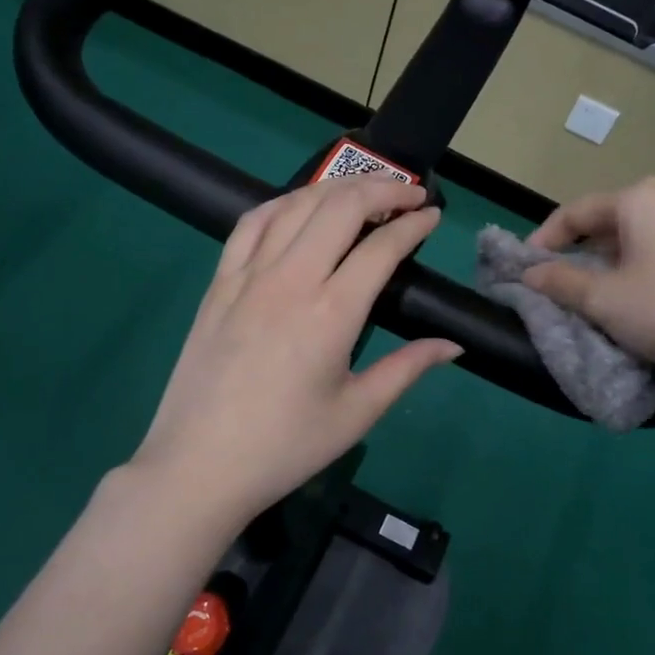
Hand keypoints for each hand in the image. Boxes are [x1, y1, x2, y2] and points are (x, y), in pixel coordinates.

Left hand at [131, 178, 460, 524]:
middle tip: (409, 195)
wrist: (200, 466)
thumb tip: (454, 346)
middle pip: (341, 207)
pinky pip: (251, 224)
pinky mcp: (219, 283)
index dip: (414, 224)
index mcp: (331, 313)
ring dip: (336, 188)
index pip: (381, 247)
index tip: (433, 216)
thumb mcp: (357, 412)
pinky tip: (300, 207)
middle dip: (383, 189)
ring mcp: (248, 276)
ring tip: (364, 192)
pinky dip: (283, 204)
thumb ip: (408, 368)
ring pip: (296, 205)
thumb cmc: (286, 446)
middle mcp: (290, 280)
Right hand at [522, 177, 654, 385]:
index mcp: (640, 199)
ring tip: (591, 298)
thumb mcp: (603, 299)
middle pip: (608, 224)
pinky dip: (637, 275)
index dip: (544, 238)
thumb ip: (560, 282)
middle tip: (556, 283)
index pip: (576, 211)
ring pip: (636, 242)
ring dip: (607, 266)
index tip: (524, 267)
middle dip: (578, 253)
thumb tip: (530, 274)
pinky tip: (634, 304)